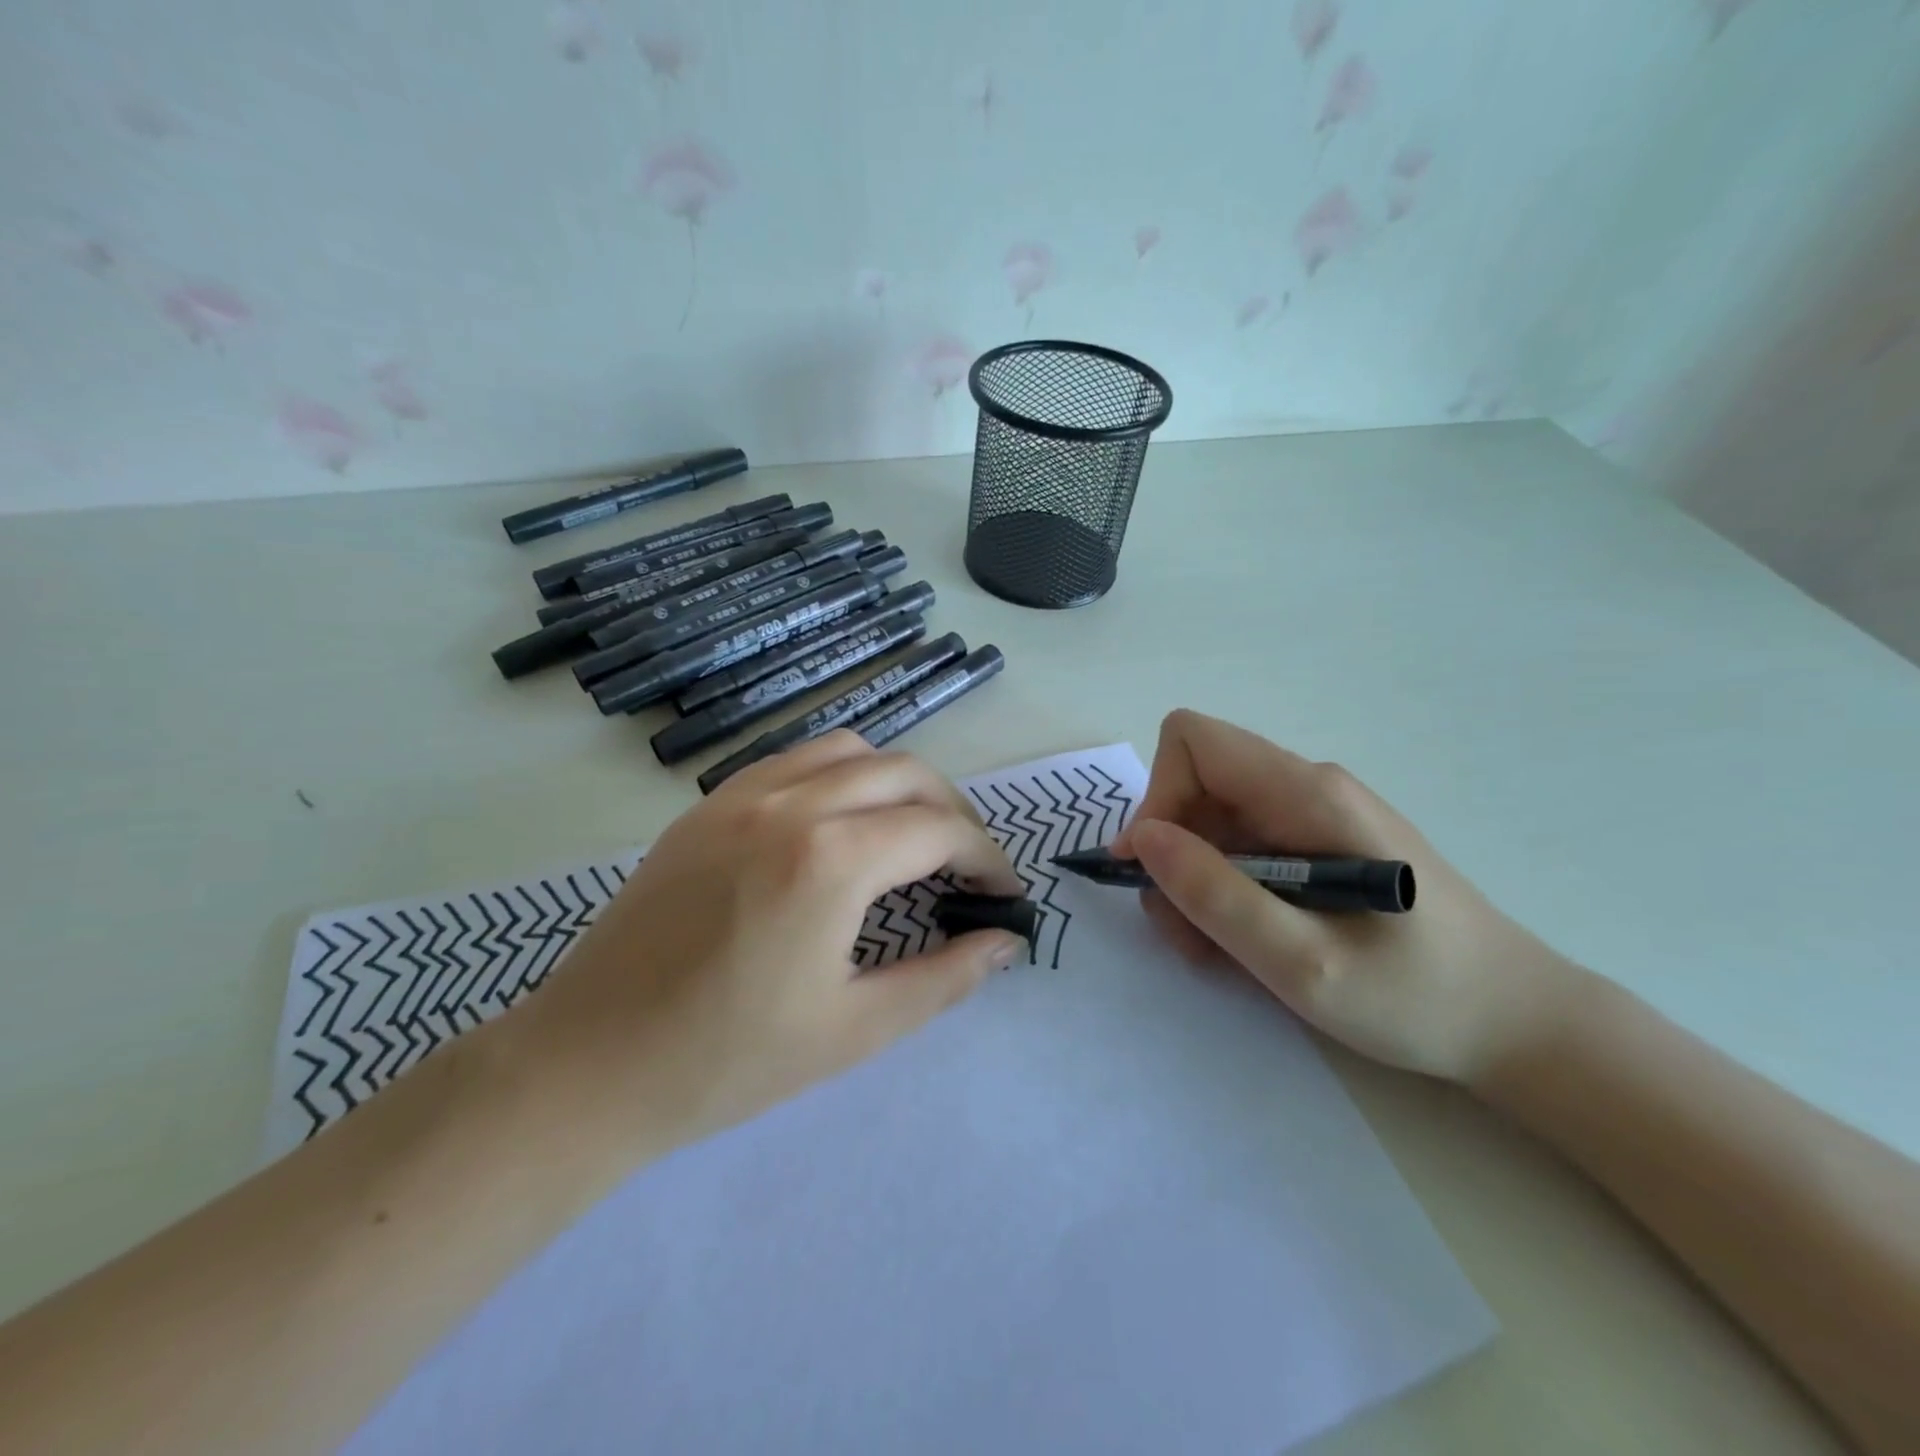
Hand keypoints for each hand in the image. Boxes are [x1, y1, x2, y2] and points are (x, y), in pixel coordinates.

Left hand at [519, 732, 1026, 1150]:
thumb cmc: (726, 1061)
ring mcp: (741, 794)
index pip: (940, 831)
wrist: (586, 1065)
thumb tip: (1005, 942)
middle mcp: (791, 804)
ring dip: (897, 784)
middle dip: (953, 813)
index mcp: (830, 860)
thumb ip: (944, 977)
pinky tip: (841, 825)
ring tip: (910, 837)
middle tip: (966, 867)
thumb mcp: (855, 1030)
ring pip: (850, 751)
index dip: (987, 859)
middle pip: (905, 773)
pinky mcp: (708, 804)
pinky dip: (840, 776)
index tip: (1003, 894)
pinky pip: (795, 762)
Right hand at [1111, 710, 1583, 1084]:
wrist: (1519, 1025)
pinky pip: (1242, 847)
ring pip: (1212, 821)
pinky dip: (1223, 890)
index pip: (1193, 741)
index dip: (1158, 797)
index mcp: (1308, 794)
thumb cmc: (1419, 996)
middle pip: (1196, 785)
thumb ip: (1216, 895)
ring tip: (1218, 950)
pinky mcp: (1318, 843)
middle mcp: (1306, 787)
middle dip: (1172, 854)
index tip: (1155, 871)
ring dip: (1194, 881)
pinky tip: (1248, 941)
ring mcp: (1314, 814)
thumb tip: (1142, 838)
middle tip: (1188, 933)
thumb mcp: (1303, 963)